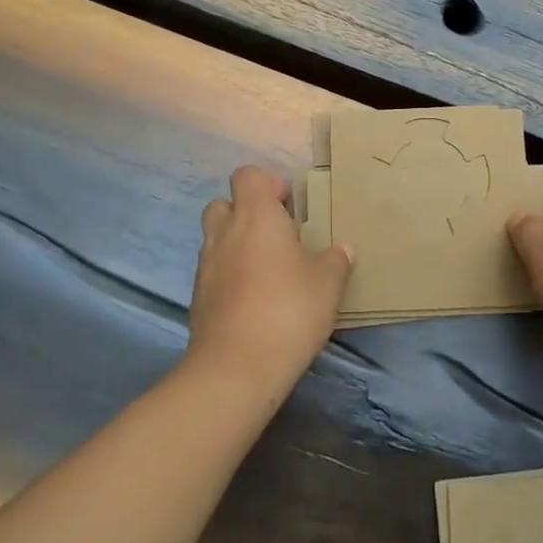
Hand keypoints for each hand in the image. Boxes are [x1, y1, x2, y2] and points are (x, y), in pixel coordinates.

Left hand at [188, 166, 352, 381]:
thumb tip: (344, 249)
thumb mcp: (328, 283)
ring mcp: (205, 265)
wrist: (237, 366)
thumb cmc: (289, 309)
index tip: (290, 206)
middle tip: (278, 236)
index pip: (247, 176)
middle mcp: (224, 232)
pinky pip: (214, 272)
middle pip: (224, 204)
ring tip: (270, 270)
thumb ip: (336, 261)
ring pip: (216, 239)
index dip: (268, 184)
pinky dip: (230, 275)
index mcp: (255, 216)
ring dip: (238, 245)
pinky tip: (255, 300)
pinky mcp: (198, 297)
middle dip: (247, 213)